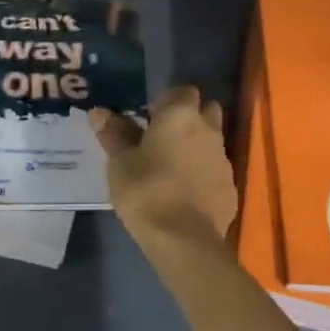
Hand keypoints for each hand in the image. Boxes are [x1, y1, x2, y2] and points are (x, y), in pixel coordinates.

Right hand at [90, 86, 237, 252]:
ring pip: (213, 140)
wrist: (184, 240)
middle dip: (189, 117)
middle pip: (206, 110)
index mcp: (181, 115)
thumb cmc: (146, 191)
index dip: (167, 100)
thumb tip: (98, 111)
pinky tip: (186, 192)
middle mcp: (208, 129)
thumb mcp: (120, 163)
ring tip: (172, 166)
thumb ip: (113, 133)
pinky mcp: (231, 186)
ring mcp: (223, 158)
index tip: (150, 117)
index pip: (183, 90)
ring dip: (197, 145)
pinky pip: (216, 169)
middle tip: (163, 137)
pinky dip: (204, 173)